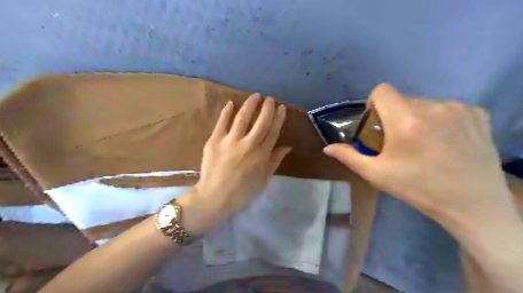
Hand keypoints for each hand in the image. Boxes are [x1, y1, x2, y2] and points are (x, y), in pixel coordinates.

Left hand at [179, 94, 289, 235]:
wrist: (215, 197)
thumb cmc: (242, 192)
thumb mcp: (264, 179)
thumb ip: (275, 161)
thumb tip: (287, 146)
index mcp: (261, 155)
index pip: (273, 131)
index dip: (278, 118)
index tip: (281, 107)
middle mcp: (248, 145)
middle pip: (261, 121)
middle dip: (267, 107)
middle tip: (269, 99)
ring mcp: (230, 141)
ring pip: (243, 117)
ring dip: (250, 104)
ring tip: (255, 96)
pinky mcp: (214, 141)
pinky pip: (222, 122)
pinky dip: (227, 111)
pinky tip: (231, 103)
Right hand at [323, 84, 513, 224]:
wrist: (472, 205)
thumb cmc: (417, 188)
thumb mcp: (376, 174)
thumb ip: (349, 157)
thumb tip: (327, 148)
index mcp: (406, 121)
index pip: (382, 91)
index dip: (373, 104)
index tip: (377, 124)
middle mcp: (433, 107)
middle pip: (402, 99)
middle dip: (394, 115)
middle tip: (398, 141)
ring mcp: (458, 109)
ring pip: (424, 103)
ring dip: (416, 118)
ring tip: (423, 143)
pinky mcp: (478, 114)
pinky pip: (446, 108)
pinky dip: (439, 119)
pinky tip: (445, 141)